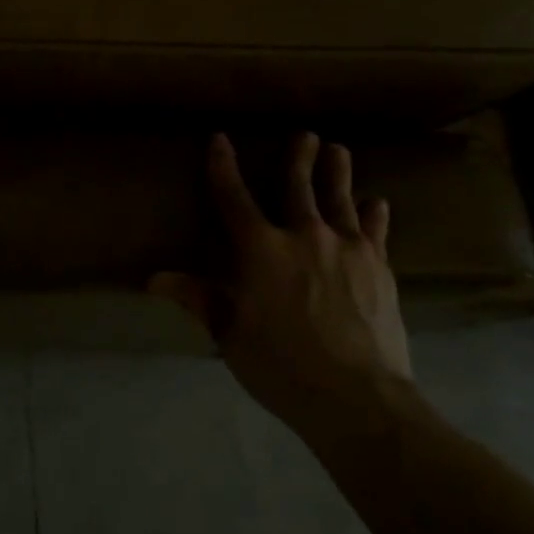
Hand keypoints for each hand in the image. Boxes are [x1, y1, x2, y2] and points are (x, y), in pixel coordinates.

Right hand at [150, 133, 412, 438]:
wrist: (358, 398)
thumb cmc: (282, 366)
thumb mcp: (230, 334)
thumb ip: (199, 298)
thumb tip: (154, 279)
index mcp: (261, 250)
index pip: (234, 198)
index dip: (223, 167)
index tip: (220, 139)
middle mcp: (305, 236)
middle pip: (298, 187)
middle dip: (299, 158)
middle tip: (305, 135)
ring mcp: (347, 249)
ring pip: (340, 200)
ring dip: (337, 173)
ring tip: (338, 150)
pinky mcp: (379, 268)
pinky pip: (376, 232)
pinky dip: (375, 215)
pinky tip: (378, 203)